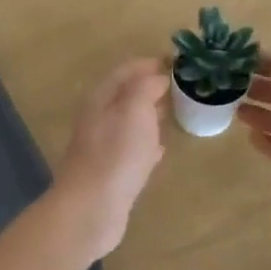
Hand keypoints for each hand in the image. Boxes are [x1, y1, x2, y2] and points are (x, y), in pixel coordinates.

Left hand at [53, 59, 168, 259]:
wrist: (92, 208)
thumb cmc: (116, 154)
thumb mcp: (134, 110)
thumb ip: (145, 88)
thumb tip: (157, 76)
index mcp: (101, 100)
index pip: (125, 72)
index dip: (148, 63)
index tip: (175, 61)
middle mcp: (98, 119)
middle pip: (125, 96)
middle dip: (149, 88)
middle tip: (178, 86)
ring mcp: (103, 147)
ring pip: (128, 123)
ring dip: (149, 115)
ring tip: (173, 112)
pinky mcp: (110, 173)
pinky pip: (131, 150)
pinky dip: (146, 144)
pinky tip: (160, 149)